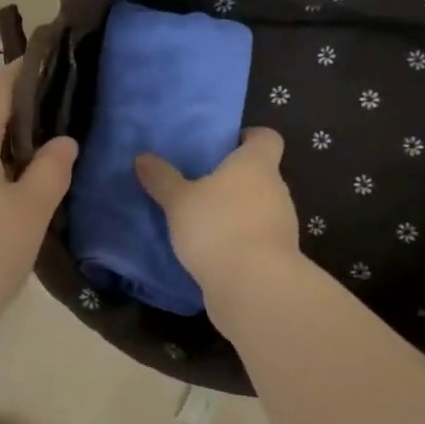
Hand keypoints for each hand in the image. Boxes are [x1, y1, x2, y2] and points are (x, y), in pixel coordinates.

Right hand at [136, 129, 302, 303]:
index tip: (224, 145)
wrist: (254, 286)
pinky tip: (212, 249)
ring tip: (201, 220)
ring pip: (258, 206)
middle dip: (233, 179)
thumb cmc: (217, 227)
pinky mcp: (278, 255)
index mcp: (255, 165)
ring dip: (236, 211)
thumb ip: (161, 178)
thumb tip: (142, 157)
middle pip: (260, 174)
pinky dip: (238, 238)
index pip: (266, 137)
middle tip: (199, 184)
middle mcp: (276, 189)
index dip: (248, 137)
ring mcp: (282, 224)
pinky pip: (256, 236)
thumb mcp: (178, 201)